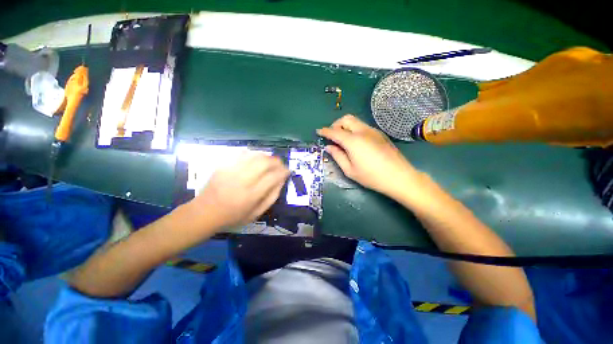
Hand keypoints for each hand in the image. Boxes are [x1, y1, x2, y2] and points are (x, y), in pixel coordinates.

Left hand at [187, 151, 289, 230]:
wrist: (204, 213)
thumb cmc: (233, 217)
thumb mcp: (256, 214)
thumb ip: (271, 197)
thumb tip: (281, 181)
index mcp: (251, 195)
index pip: (273, 177)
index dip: (284, 171)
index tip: (288, 171)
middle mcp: (242, 180)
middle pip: (265, 162)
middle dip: (277, 161)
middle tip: (281, 165)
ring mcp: (231, 170)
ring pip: (254, 155)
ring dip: (266, 156)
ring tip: (270, 161)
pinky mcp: (223, 165)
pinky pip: (242, 153)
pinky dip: (253, 154)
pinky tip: (256, 159)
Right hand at [317, 114, 422, 197]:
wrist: (399, 177)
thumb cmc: (371, 177)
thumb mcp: (350, 170)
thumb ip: (337, 156)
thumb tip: (329, 147)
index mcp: (353, 141)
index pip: (334, 132)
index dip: (325, 131)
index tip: (318, 131)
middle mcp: (363, 131)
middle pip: (346, 119)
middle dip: (336, 125)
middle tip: (332, 136)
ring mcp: (373, 131)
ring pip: (355, 121)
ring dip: (345, 126)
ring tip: (343, 140)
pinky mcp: (380, 134)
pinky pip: (363, 126)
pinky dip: (354, 129)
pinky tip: (355, 142)